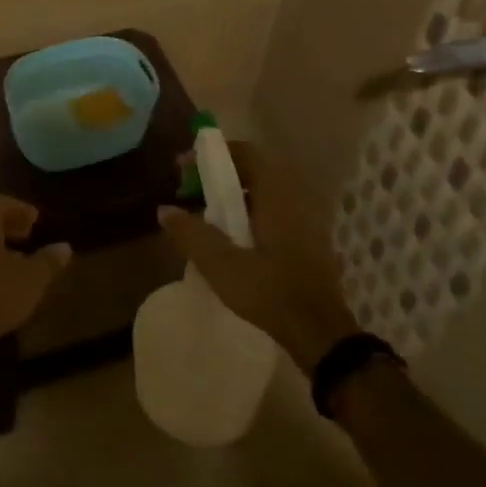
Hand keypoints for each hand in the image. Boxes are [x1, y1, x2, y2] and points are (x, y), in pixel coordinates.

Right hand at [157, 142, 357, 374]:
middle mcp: (295, 199)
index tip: (184, 167)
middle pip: (254, 171)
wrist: (320, 333)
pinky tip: (232, 239)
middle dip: (219, 176)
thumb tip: (165, 210)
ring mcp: (305, 221)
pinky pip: (274, 212)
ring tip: (206, 215)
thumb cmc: (270, 292)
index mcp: (276, 196)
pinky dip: (249, 212)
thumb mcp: (221, 265)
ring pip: (264, 193)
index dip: (212, 154)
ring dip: (234, 196)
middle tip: (191, 191)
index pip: (246, 153)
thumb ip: (191, 234)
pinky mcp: (308, 241)